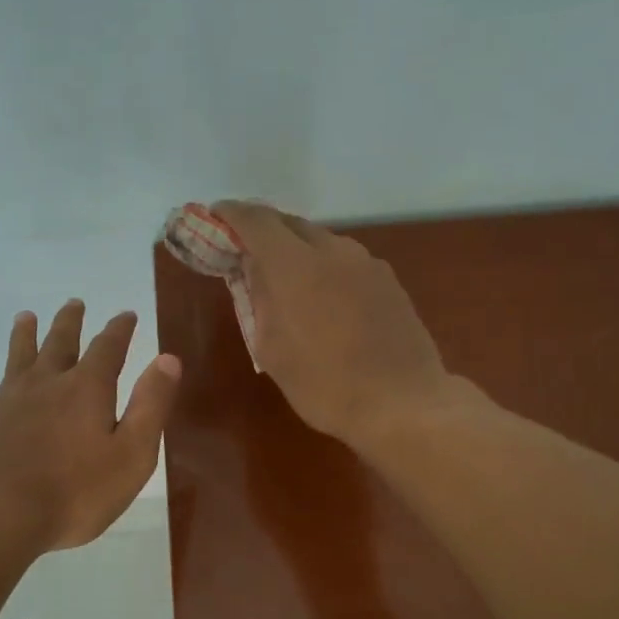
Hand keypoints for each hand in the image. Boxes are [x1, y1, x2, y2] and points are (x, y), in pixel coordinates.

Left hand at [0, 300, 180, 550]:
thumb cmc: (75, 492)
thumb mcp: (132, 454)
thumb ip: (151, 405)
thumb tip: (168, 359)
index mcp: (86, 389)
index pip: (108, 348)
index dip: (119, 330)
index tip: (126, 315)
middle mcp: (45, 384)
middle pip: (58, 343)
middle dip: (70, 323)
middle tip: (74, 304)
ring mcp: (5, 403)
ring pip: (16, 359)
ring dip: (23, 336)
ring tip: (25, 318)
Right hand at [214, 201, 451, 449]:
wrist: (403, 403)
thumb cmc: (325, 385)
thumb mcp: (272, 350)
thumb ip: (258, 301)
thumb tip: (253, 271)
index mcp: (295, 265)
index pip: (256, 220)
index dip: (231, 214)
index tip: (215, 218)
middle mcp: (333, 251)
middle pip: (290, 224)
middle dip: (263, 231)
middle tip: (245, 252)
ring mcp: (367, 263)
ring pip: (321, 241)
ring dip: (296, 250)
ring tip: (284, 279)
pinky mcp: (388, 281)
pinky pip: (345, 261)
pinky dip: (324, 267)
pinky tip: (322, 297)